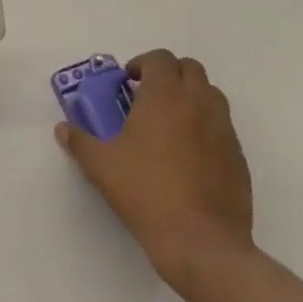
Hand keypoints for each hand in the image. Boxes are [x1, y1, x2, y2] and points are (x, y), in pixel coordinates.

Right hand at [55, 49, 254, 279]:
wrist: (202, 243)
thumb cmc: (147, 193)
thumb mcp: (101, 166)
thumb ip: (80, 141)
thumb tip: (63, 129)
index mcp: (165, 96)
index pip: (160, 58)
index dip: (142, 64)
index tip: (128, 84)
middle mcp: (198, 103)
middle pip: (190, 68)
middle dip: (169, 75)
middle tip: (148, 98)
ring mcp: (224, 130)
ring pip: (211, 95)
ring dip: (190, 97)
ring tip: (169, 124)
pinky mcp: (239, 157)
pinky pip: (223, 126)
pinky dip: (206, 126)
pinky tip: (189, 156)